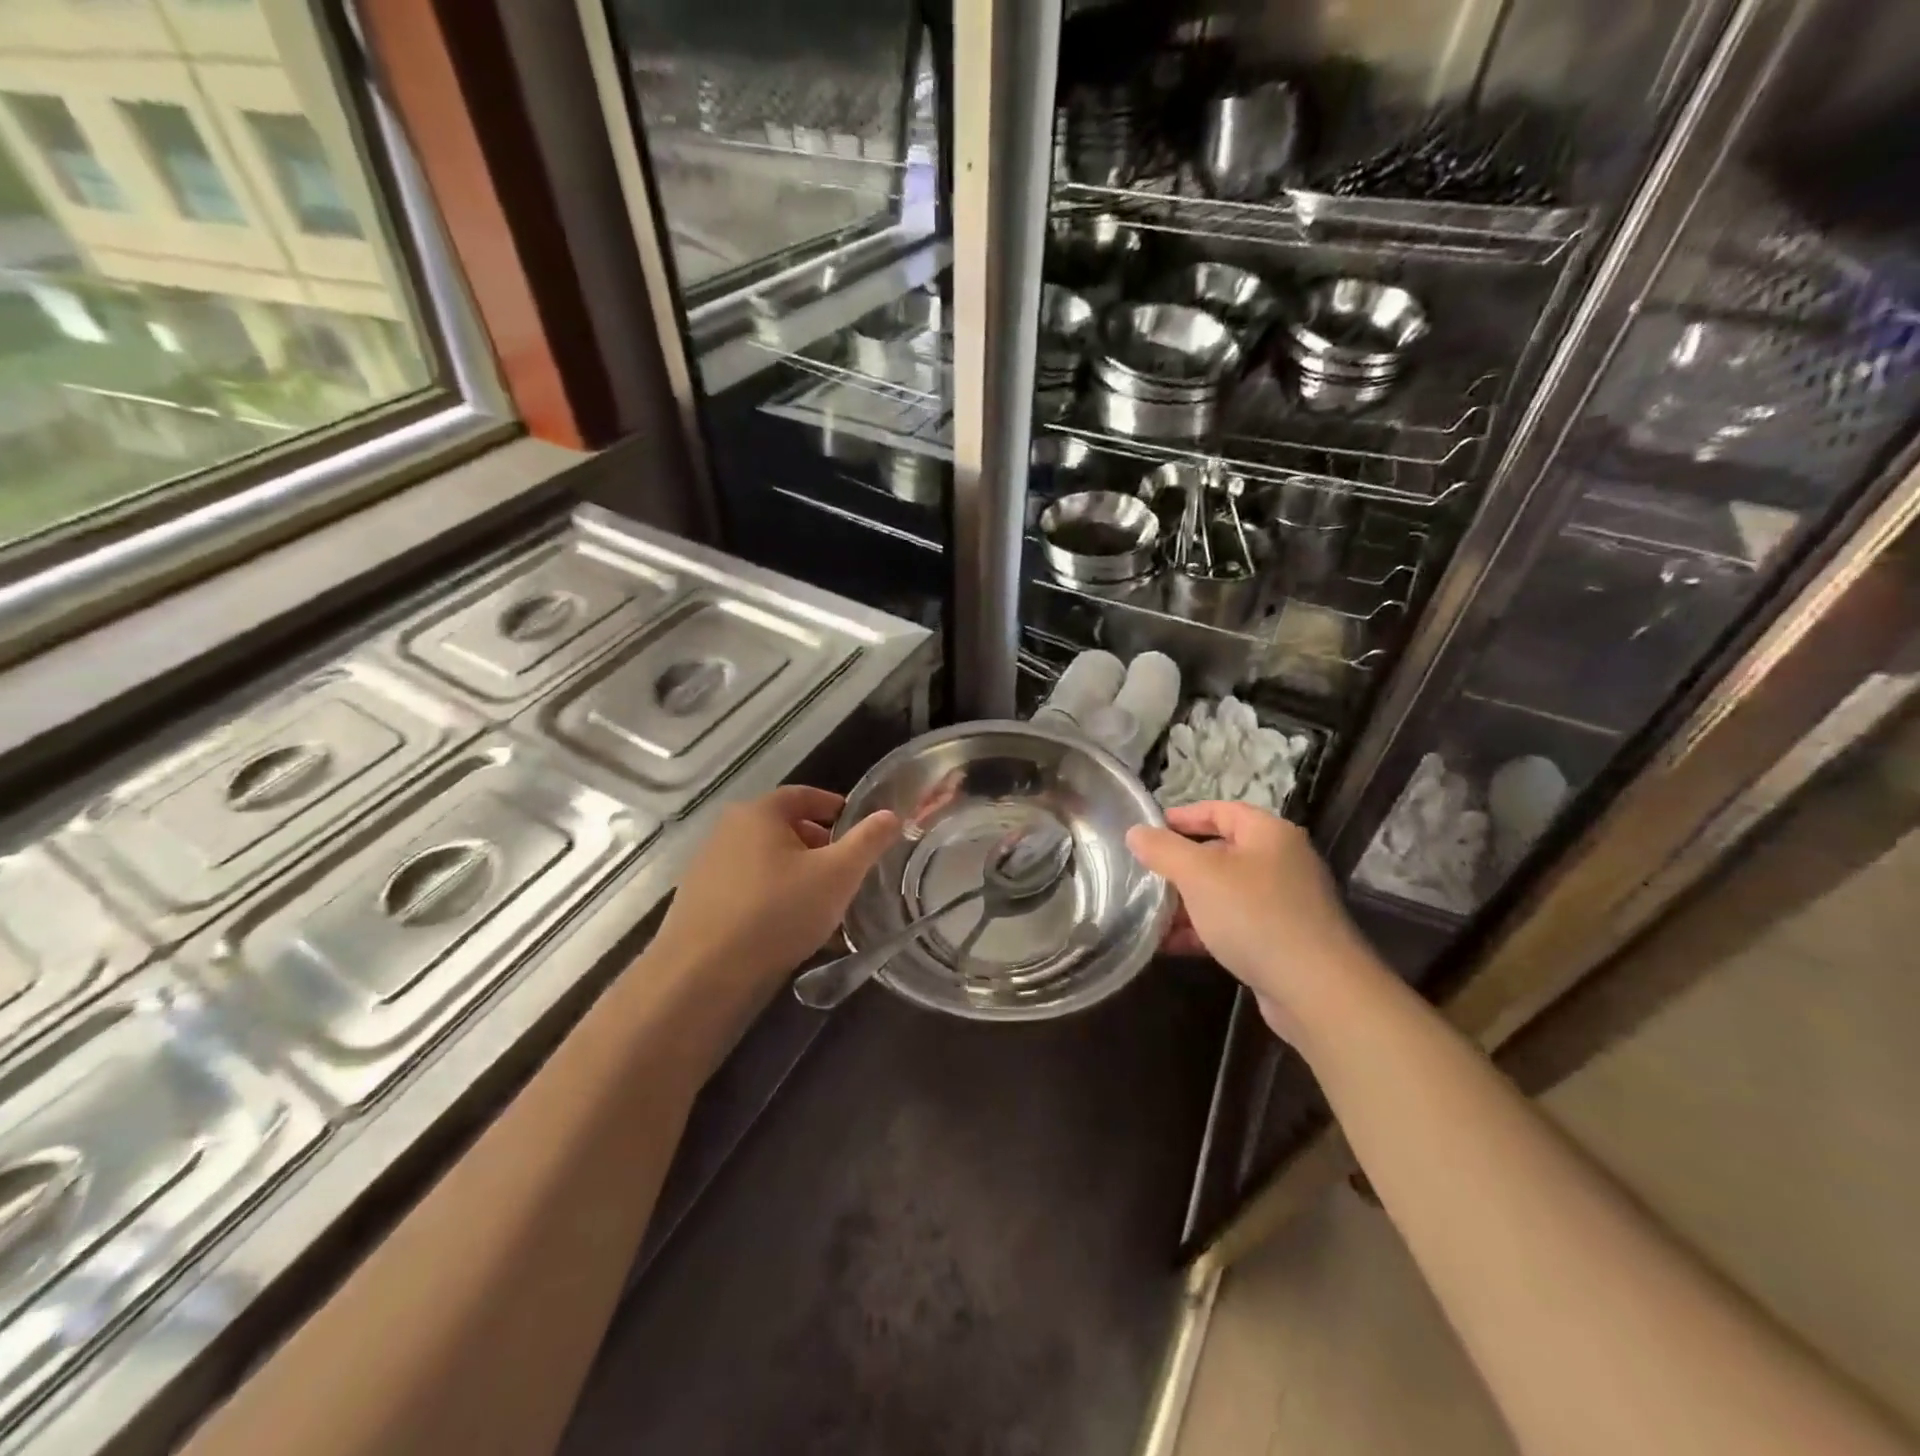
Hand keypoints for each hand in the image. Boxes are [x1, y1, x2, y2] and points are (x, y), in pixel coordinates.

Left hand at [650, 786, 899, 1003]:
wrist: (703, 974)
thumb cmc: (777, 911)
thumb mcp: (837, 875)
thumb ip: (868, 841)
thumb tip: (891, 815)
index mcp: (759, 813)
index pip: (804, 795)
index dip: (835, 808)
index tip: (859, 828)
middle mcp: (728, 831)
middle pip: (784, 828)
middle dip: (819, 846)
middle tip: (846, 870)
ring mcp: (708, 867)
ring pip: (766, 862)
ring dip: (797, 875)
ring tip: (824, 904)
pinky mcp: (699, 902)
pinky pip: (748, 889)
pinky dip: (773, 898)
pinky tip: (790, 929)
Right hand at [1127, 801, 1378, 1042]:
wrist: (1316, 990)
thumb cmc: (1255, 916)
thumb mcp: (1199, 875)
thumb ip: (1163, 850)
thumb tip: (1136, 833)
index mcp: (1269, 834)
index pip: (1221, 810)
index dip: (1183, 817)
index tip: (1149, 830)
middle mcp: (1280, 862)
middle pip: (1220, 852)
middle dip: (1179, 866)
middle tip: (1143, 875)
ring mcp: (1283, 904)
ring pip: (1223, 893)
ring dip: (1185, 903)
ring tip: (1147, 914)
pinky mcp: (1280, 941)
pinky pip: (1232, 925)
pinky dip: (1202, 930)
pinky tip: (1169, 945)